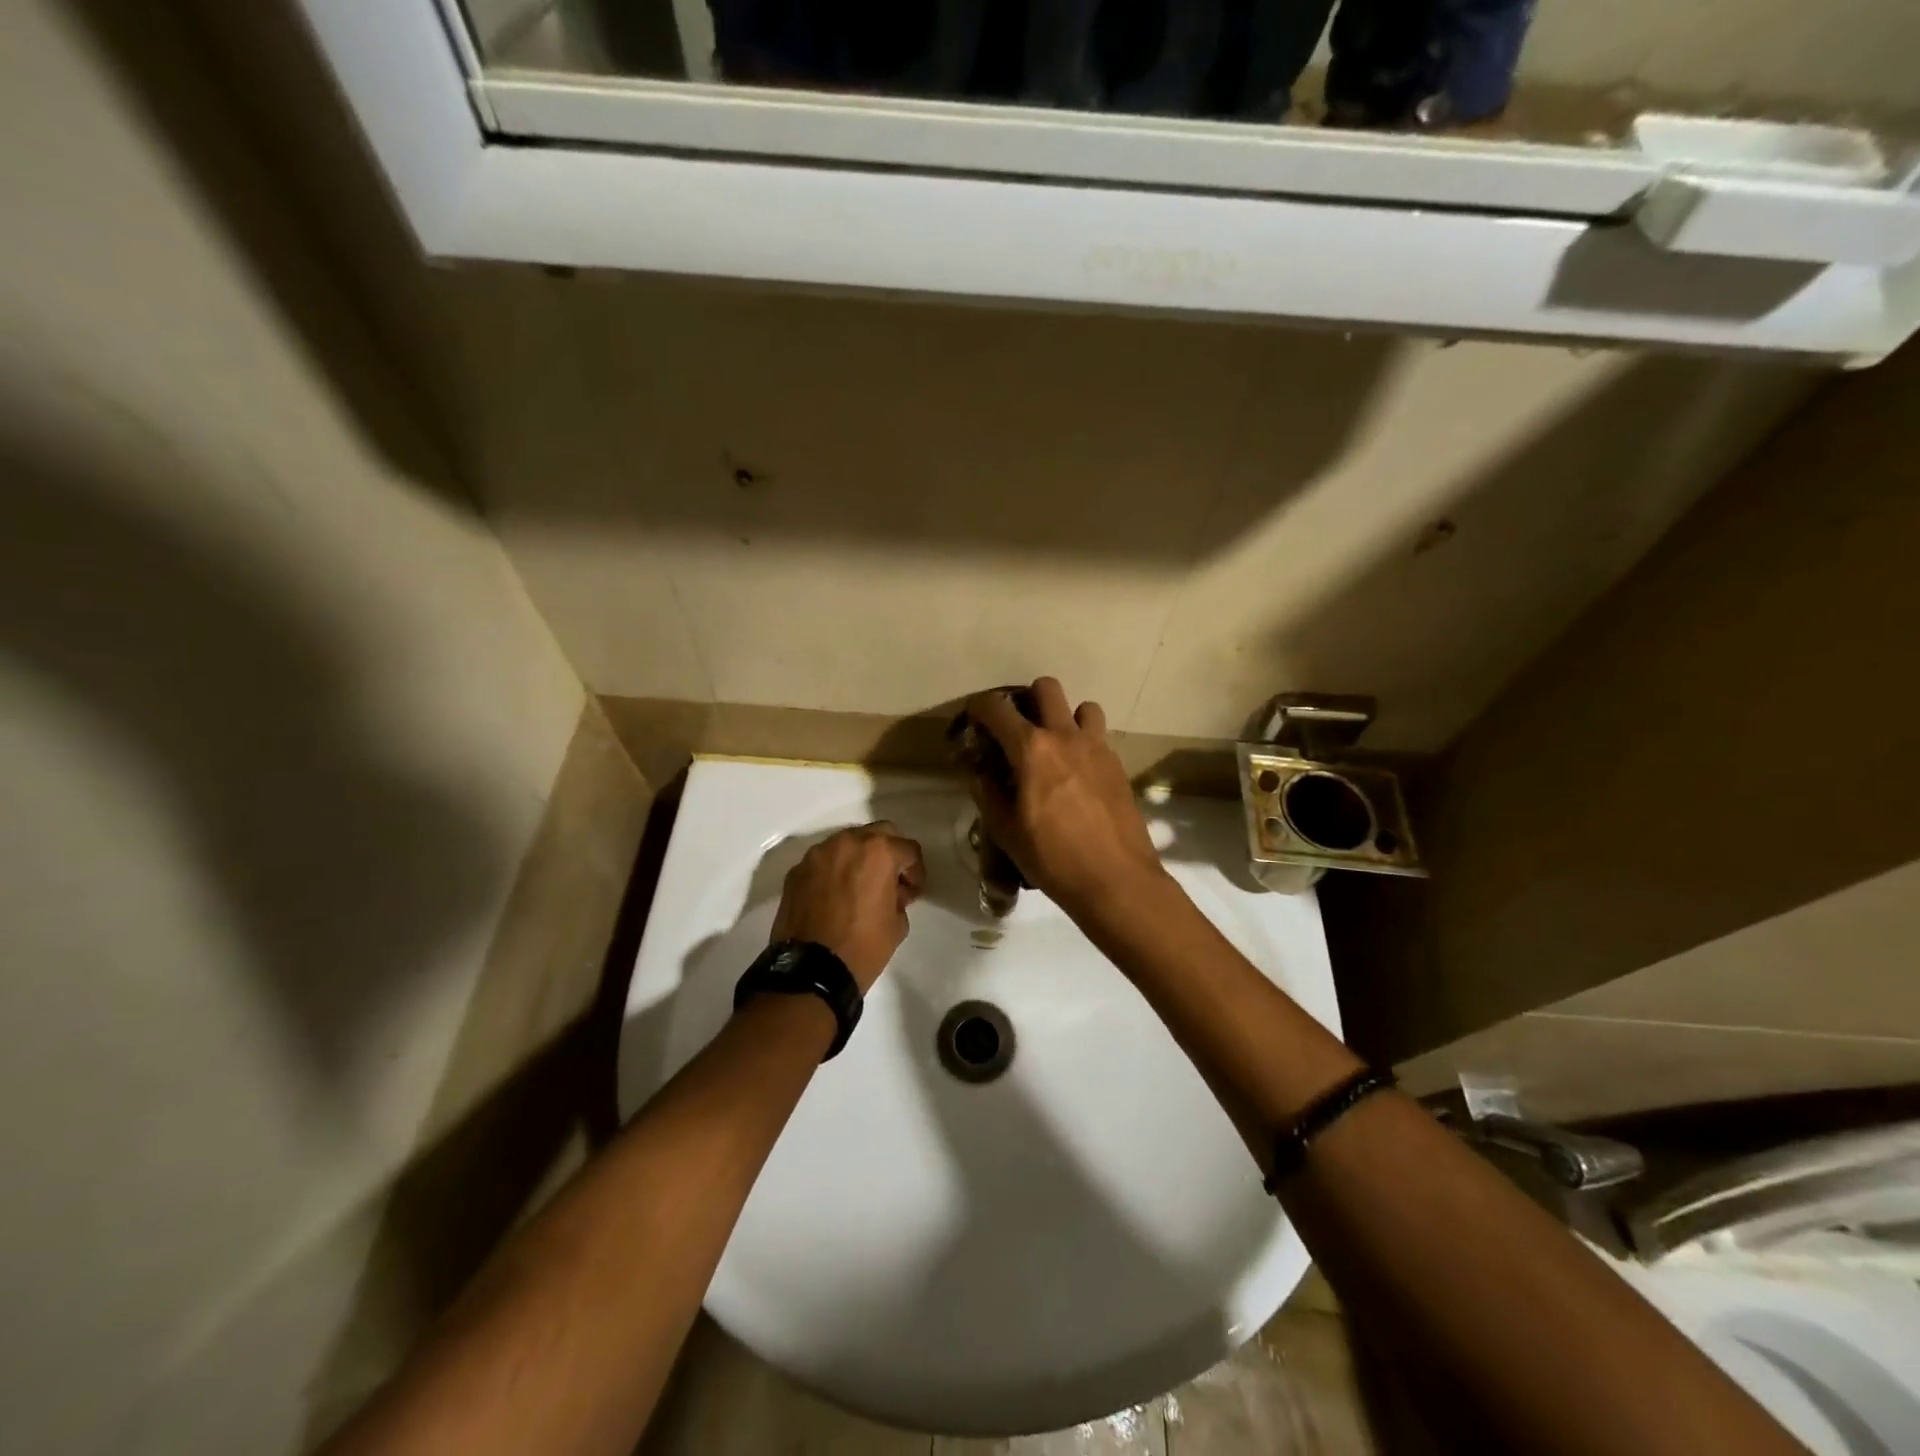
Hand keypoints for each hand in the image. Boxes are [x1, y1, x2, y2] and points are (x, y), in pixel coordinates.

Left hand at [771, 823, 925, 992]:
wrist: (810, 972)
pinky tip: (834, 897)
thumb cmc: (863, 947)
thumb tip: (891, 891)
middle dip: (888, 853)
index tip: (911, 892)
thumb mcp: (898, 924)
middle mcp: (847, 843)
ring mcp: (817, 855)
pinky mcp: (796, 871)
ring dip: (858, 859)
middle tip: (890, 881)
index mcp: (878, 852)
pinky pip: (823, 862)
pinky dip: (833, 871)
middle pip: (877, 834)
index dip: (915, 872)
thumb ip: (899, 896)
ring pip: (847, 844)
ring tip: (859, 887)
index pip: (908, 849)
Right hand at [963, 678, 1164, 920]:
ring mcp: (1097, 748)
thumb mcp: (1006, 832)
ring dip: (1066, 717)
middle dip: (1027, 698)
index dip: (979, 707)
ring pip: (1083, 707)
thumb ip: (989, 795)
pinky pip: (1099, 737)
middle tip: (1019, 728)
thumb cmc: (1053, 858)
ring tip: (1056, 746)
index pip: (997, 708)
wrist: (1116, 880)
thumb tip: (982, 775)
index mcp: (1031, 749)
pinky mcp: (1118, 765)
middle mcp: (1065, 736)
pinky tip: (1077, 773)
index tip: (974, 718)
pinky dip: (1084, 742)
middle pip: (1047, 688)